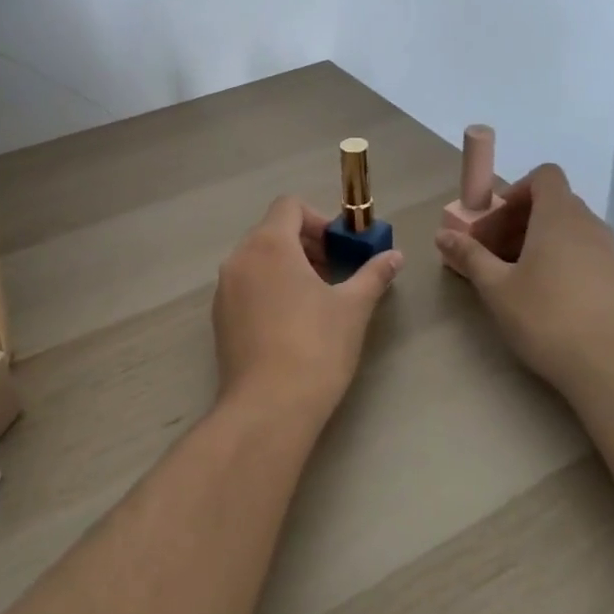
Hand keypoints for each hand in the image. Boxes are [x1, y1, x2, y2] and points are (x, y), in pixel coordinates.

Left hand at [213, 196, 403, 423]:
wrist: (269, 407)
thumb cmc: (316, 347)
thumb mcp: (353, 308)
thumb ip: (373, 275)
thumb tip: (395, 257)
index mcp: (269, 244)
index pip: (289, 206)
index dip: (318, 219)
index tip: (338, 249)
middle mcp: (239, 258)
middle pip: (271, 231)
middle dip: (305, 244)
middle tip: (332, 273)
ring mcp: (224, 289)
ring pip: (257, 259)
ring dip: (286, 266)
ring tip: (314, 299)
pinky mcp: (218, 318)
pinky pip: (245, 286)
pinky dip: (267, 288)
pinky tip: (290, 324)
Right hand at [434, 163, 613, 392]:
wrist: (608, 365)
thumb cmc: (545, 316)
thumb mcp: (496, 287)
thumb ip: (470, 255)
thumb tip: (442, 235)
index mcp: (559, 216)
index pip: (546, 175)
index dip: (519, 188)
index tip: (498, 218)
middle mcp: (589, 225)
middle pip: (555, 202)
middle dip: (522, 218)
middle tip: (496, 249)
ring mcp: (609, 251)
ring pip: (571, 228)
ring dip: (542, 238)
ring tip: (518, 273)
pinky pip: (585, 251)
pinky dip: (563, 257)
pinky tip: (547, 294)